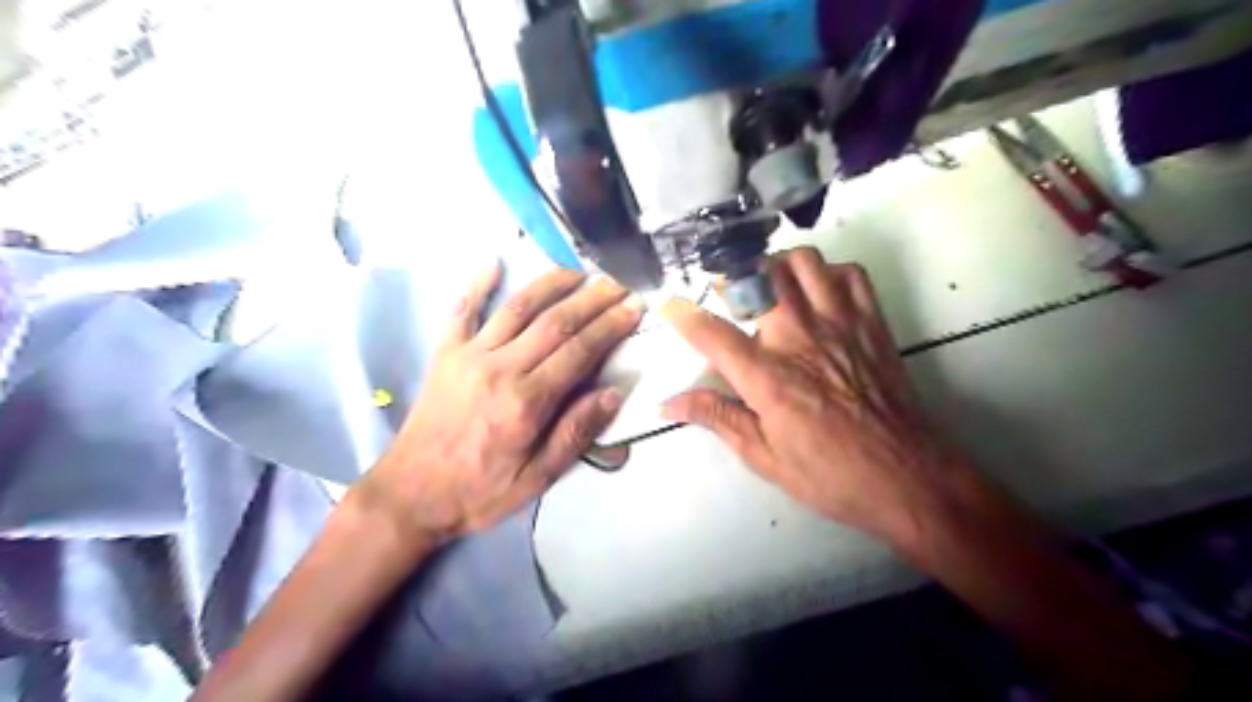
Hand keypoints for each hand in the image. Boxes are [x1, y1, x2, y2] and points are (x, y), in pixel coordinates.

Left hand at [355, 263, 638, 543]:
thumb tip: (613, 393)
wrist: (410, 494)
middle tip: (618, 283)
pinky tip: (493, 261)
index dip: (611, 326)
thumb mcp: (536, 478)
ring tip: (578, 271)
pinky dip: (477, 284)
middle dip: (592, 298)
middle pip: (555, 322)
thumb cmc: (479, 491)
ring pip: (517, 307)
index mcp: (527, 401)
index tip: (634, 307)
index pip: (580, 351)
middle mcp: (500, 368)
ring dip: (551, 283)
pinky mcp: (445, 353)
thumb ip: (575, 433)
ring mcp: (469, 355)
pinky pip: (462, 310)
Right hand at [664, 246, 966, 543]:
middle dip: (732, 278)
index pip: (711, 334)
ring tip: (771, 288)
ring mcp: (840, 324)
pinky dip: (828, 273)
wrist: (908, 478)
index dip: (682, 315)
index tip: (668, 305)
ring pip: (803, 262)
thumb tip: (668, 404)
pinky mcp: (872, 323)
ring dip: (778, 267)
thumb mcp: (764, 456)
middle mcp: (799, 339)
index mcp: (767, 378)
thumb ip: (717, 417)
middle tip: (728, 296)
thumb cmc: (830, 474)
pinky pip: (850, 273)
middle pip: (757, 278)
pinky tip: (819, 294)